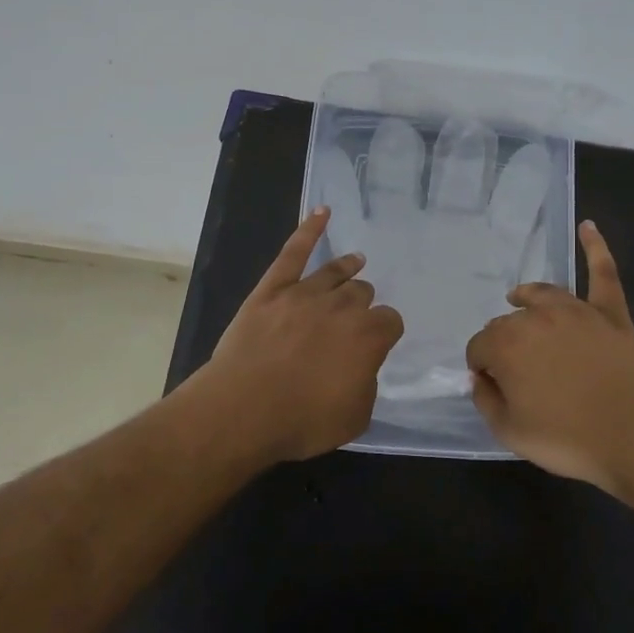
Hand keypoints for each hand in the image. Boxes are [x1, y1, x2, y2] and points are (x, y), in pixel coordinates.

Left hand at [202, 207, 404, 462]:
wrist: (243, 409)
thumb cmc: (302, 420)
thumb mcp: (354, 417)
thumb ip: (366, 384)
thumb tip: (360, 367)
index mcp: (368, 336)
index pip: (390, 321)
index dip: (385, 332)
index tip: (378, 342)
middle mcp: (342, 307)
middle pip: (362, 293)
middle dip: (362, 303)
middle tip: (355, 317)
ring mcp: (304, 293)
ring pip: (335, 273)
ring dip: (348, 268)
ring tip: (356, 261)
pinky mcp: (272, 290)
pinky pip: (293, 253)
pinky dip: (309, 230)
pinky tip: (322, 212)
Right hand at [465, 221, 633, 492]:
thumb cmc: (567, 439)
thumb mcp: (509, 432)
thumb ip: (485, 399)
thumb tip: (481, 377)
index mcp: (506, 344)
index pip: (479, 347)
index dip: (482, 368)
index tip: (493, 387)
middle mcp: (536, 317)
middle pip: (508, 322)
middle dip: (505, 342)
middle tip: (518, 373)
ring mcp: (576, 310)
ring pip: (542, 295)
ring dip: (527, 299)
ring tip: (519, 299)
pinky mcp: (610, 313)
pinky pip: (603, 273)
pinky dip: (595, 248)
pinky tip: (588, 226)